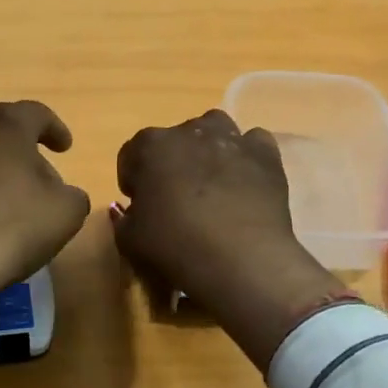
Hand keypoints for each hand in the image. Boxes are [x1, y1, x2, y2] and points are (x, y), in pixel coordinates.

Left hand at [0, 102, 90, 369]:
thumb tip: (59, 192)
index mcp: (4, 126)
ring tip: (2, 195)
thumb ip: (71, 193)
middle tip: (35, 172)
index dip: (54, 128)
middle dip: (19, 146)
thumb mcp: (65, 212)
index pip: (35, 113)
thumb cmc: (11, 227)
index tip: (64, 148)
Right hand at [113, 110, 346, 368]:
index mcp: (150, 146)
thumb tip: (128, 209)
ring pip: (214, 129)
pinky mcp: (265, 154)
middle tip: (176, 196)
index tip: (139, 203)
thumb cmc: (175, 246)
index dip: (133, 179)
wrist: (240, 258)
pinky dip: (247, 156)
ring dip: (208, 148)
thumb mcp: (131, 241)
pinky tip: (245, 180)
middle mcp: (189, 131)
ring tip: (211, 182)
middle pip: (174, 139)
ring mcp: (231, 138)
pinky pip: (252, 143)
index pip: (131, 154)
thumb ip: (123, 219)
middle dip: (171, 162)